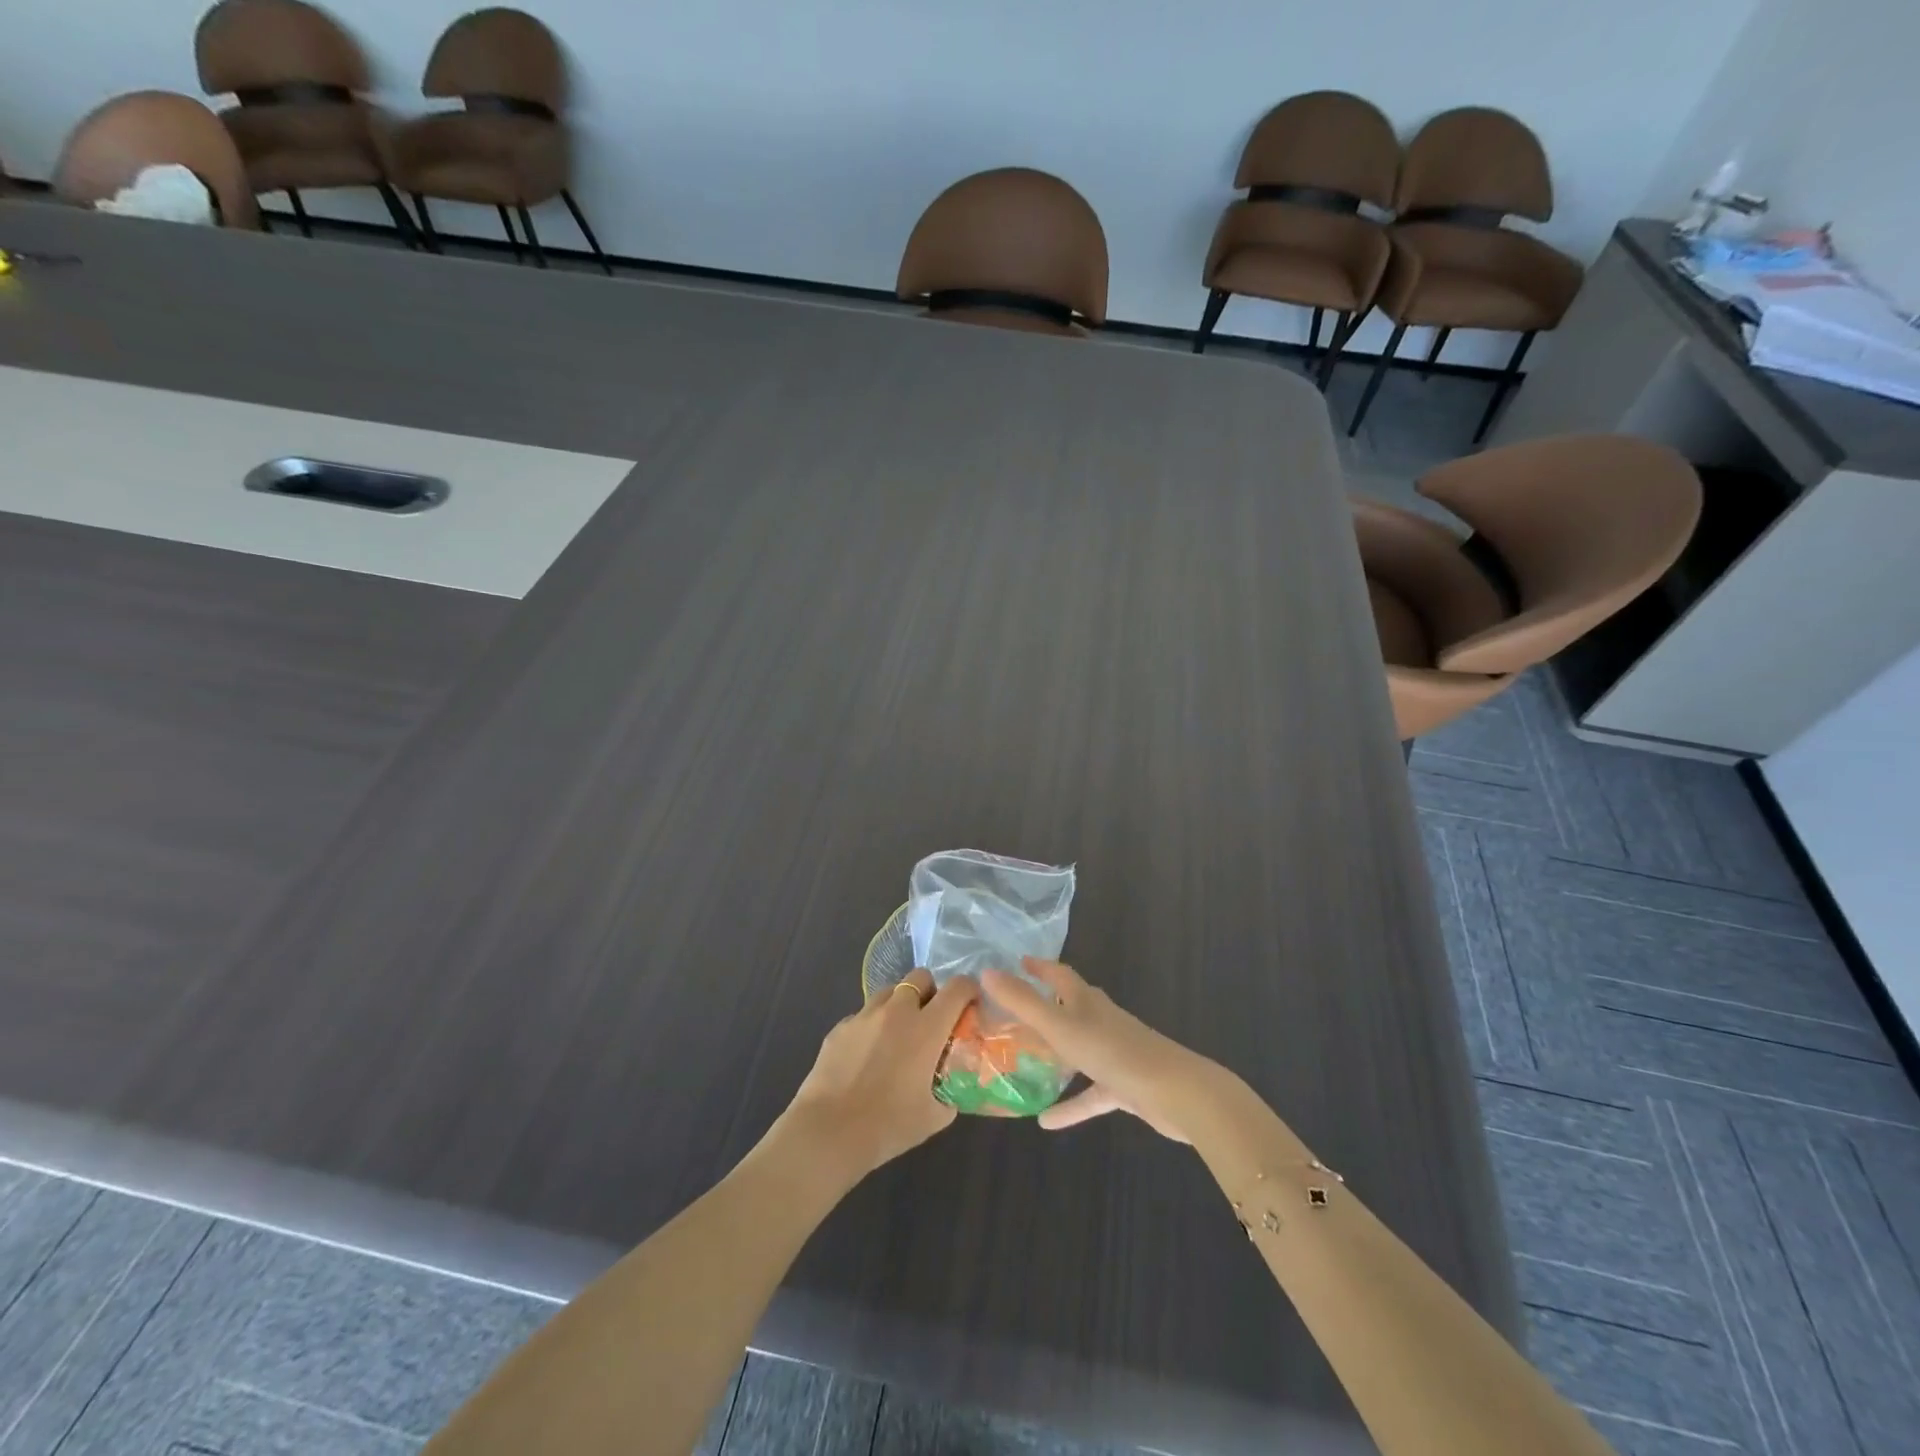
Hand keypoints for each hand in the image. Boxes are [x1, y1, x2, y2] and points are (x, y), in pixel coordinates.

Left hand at [782, 969, 978, 1179]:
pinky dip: (872, 1026)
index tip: (971, 1003)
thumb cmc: (887, 1125)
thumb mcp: (934, 1117)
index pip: (957, 988)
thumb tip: (950, 1087)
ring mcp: (865, 1015)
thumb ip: (948, 1095)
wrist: (829, 1131)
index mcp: (927, 1028)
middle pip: (920, 977)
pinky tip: (866, 1056)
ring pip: (889, 991)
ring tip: (897, 1035)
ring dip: (900, 1004)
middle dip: (930, 992)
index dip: (969, 990)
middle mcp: (897, 1011)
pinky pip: (863, 1015)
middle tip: (930, 1020)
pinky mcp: (840, 1027)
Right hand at [981, 959, 1220, 1142]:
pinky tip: (1045, 1122)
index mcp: (1085, 1000)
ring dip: (1053, 1053)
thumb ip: (1022, 1002)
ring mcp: (1113, 1053)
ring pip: (1076, 1048)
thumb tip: (986, 972)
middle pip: (1068, 1006)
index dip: (1038, 967)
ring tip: (1022, 1061)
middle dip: (1043, 1005)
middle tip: (1010, 1012)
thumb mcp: (1060, 1026)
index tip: (1018, 962)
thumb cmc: (1113, 1052)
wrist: (1176, 1092)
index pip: (1059, 973)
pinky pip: (1089, 1092)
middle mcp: (1099, 1019)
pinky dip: (1070, 1104)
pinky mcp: (1123, 1085)